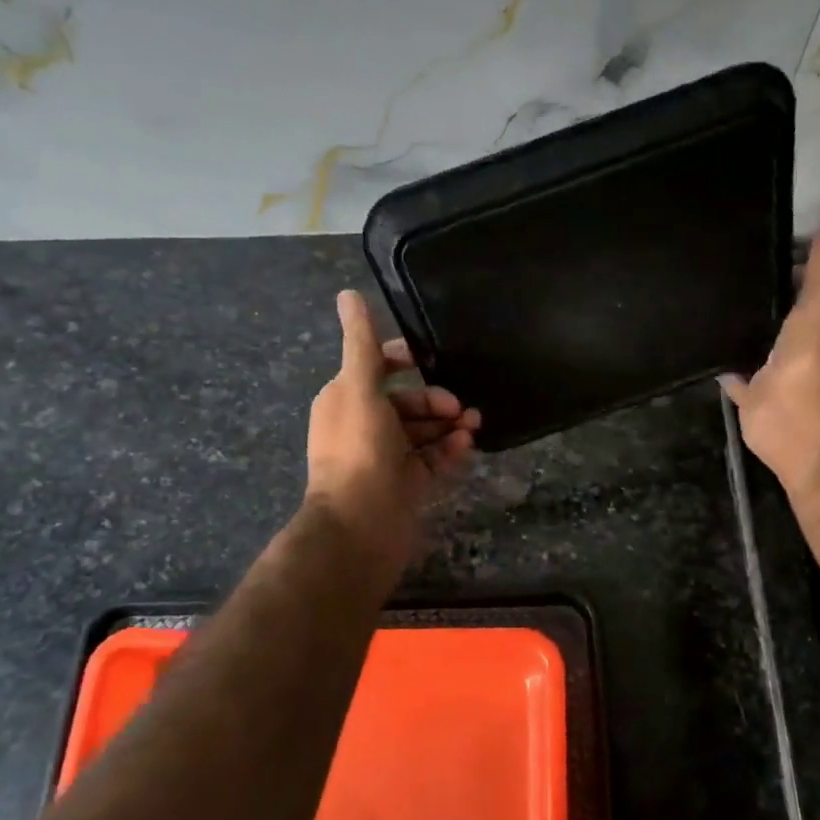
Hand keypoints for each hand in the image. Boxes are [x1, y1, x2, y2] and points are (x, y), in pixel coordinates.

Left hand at [305, 290, 478, 562]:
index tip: (434, 360)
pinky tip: (467, 446)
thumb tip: (347, 293)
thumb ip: (362, 343)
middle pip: (407, 400)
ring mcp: (387, 456)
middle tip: (459, 407)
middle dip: (434, 398)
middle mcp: (364, 424)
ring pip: (423, 430)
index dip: (406, 360)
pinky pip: (432, 458)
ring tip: (474, 425)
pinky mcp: (407, 482)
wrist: (360, 526)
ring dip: (448, 423)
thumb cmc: (359, 451)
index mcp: (346, 399)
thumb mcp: (359, 388)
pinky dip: (449, 449)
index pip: (378, 368)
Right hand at [720, 202, 819, 503]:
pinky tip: (699, 349)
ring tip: (704, 302)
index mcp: (818, 315)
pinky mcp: (748, 394)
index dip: (789, 260)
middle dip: (756, 293)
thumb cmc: (818, 353)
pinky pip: (731, 376)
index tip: (758, 238)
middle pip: (776, 311)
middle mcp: (795, 341)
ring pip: (752, 342)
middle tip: (719, 267)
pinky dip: (720, 367)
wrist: (800, 416)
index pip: (804, 280)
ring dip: (738, 329)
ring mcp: (771, 370)